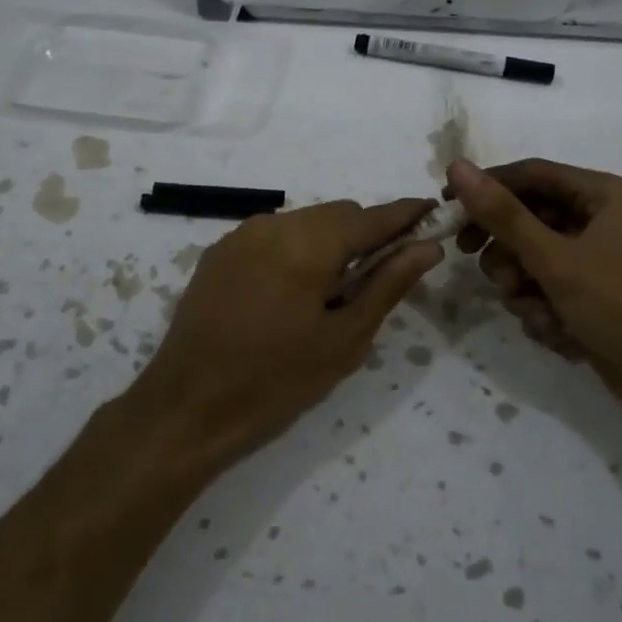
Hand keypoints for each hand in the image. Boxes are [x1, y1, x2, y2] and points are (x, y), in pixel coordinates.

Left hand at [136, 200, 443, 468]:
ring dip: (330, 242)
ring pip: (305, 222)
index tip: (434, 214)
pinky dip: (297, 249)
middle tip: (382, 274)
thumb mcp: (344, 339)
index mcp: (308, 244)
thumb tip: (427, 247)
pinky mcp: (219, 252)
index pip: (371, 217)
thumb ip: (388, 285)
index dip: (406, 214)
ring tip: (333, 291)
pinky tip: (293, 291)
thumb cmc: (276, 380)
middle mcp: (273, 224)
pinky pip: (273, 235)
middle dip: (367, 234)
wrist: (187, 407)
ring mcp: (240, 235)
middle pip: (338, 214)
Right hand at [447, 158, 621, 427]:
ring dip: (524, 284)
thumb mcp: (555, 260)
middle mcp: (608, 218)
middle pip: (533, 217)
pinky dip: (544, 305)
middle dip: (507, 248)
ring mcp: (605, 257)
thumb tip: (457, 167)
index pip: (533, 174)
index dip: (487, 187)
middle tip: (479, 264)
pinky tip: (553, 329)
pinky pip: (553, 284)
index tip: (448, 207)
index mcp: (608, 195)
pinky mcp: (600, 292)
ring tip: (532, 309)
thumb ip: (503, 214)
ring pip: (537, 255)